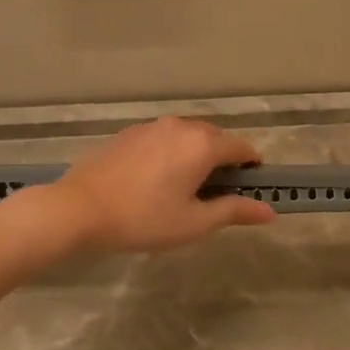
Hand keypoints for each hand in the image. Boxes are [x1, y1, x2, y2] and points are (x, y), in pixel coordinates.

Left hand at [47, 117, 274, 253]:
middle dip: (224, 159)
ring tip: (187, 186)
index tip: (252, 186)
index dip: (253, 166)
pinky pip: (163, 138)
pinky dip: (172, 153)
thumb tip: (269, 211)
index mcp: (202, 145)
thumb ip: (234, 212)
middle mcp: (180, 126)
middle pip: (215, 137)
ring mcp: (151, 126)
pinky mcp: (129, 133)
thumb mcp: (194, 223)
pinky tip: (157, 179)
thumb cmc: (143, 219)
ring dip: (197, 154)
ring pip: (187, 136)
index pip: (242, 147)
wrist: (80, 209)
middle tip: (219, 192)